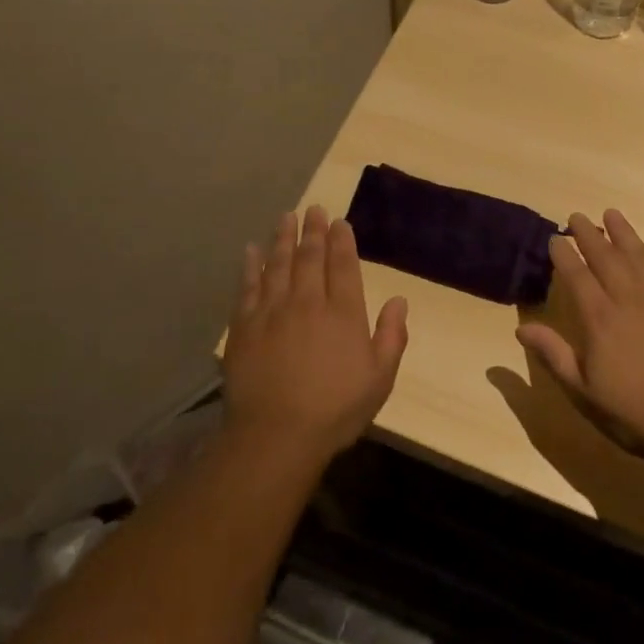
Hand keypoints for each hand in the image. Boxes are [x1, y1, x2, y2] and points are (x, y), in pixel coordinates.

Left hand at [222, 206, 408, 463]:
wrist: (277, 434)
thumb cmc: (335, 410)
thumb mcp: (380, 378)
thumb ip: (392, 336)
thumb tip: (399, 299)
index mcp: (343, 313)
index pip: (343, 266)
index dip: (342, 241)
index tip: (340, 222)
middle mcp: (308, 302)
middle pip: (310, 257)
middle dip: (313, 231)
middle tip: (314, 210)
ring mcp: (272, 311)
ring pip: (278, 264)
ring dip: (283, 239)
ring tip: (287, 217)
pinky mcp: (244, 325)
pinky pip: (248, 286)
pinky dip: (250, 266)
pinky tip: (251, 250)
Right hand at [516, 209, 643, 465]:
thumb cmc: (636, 414)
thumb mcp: (584, 393)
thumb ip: (554, 356)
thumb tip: (521, 328)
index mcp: (600, 320)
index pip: (577, 276)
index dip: (564, 255)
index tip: (554, 238)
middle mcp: (630, 300)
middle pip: (606, 258)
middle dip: (589, 234)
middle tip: (577, 216)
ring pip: (640, 257)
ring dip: (624, 234)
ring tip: (612, 214)